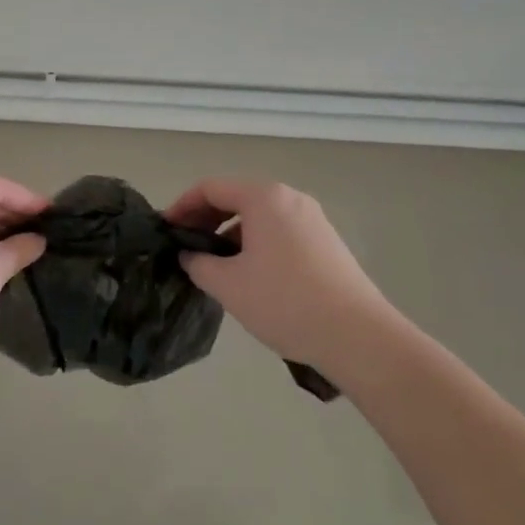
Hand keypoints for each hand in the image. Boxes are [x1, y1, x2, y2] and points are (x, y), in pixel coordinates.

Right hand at [166, 177, 394, 372]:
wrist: (358, 337)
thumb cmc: (285, 302)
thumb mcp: (228, 284)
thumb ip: (198, 263)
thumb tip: (190, 255)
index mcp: (264, 197)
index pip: (210, 188)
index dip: (182, 206)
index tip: (165, 231)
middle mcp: (290, 198)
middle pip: (236, 197)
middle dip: (205, 219)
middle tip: (185, 247)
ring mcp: (313, 219)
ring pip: (259, 216)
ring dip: (230, 233)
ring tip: (214, 265)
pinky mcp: (326, 242)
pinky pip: (279, 231)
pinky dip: (255, 243)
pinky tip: (249, 275)